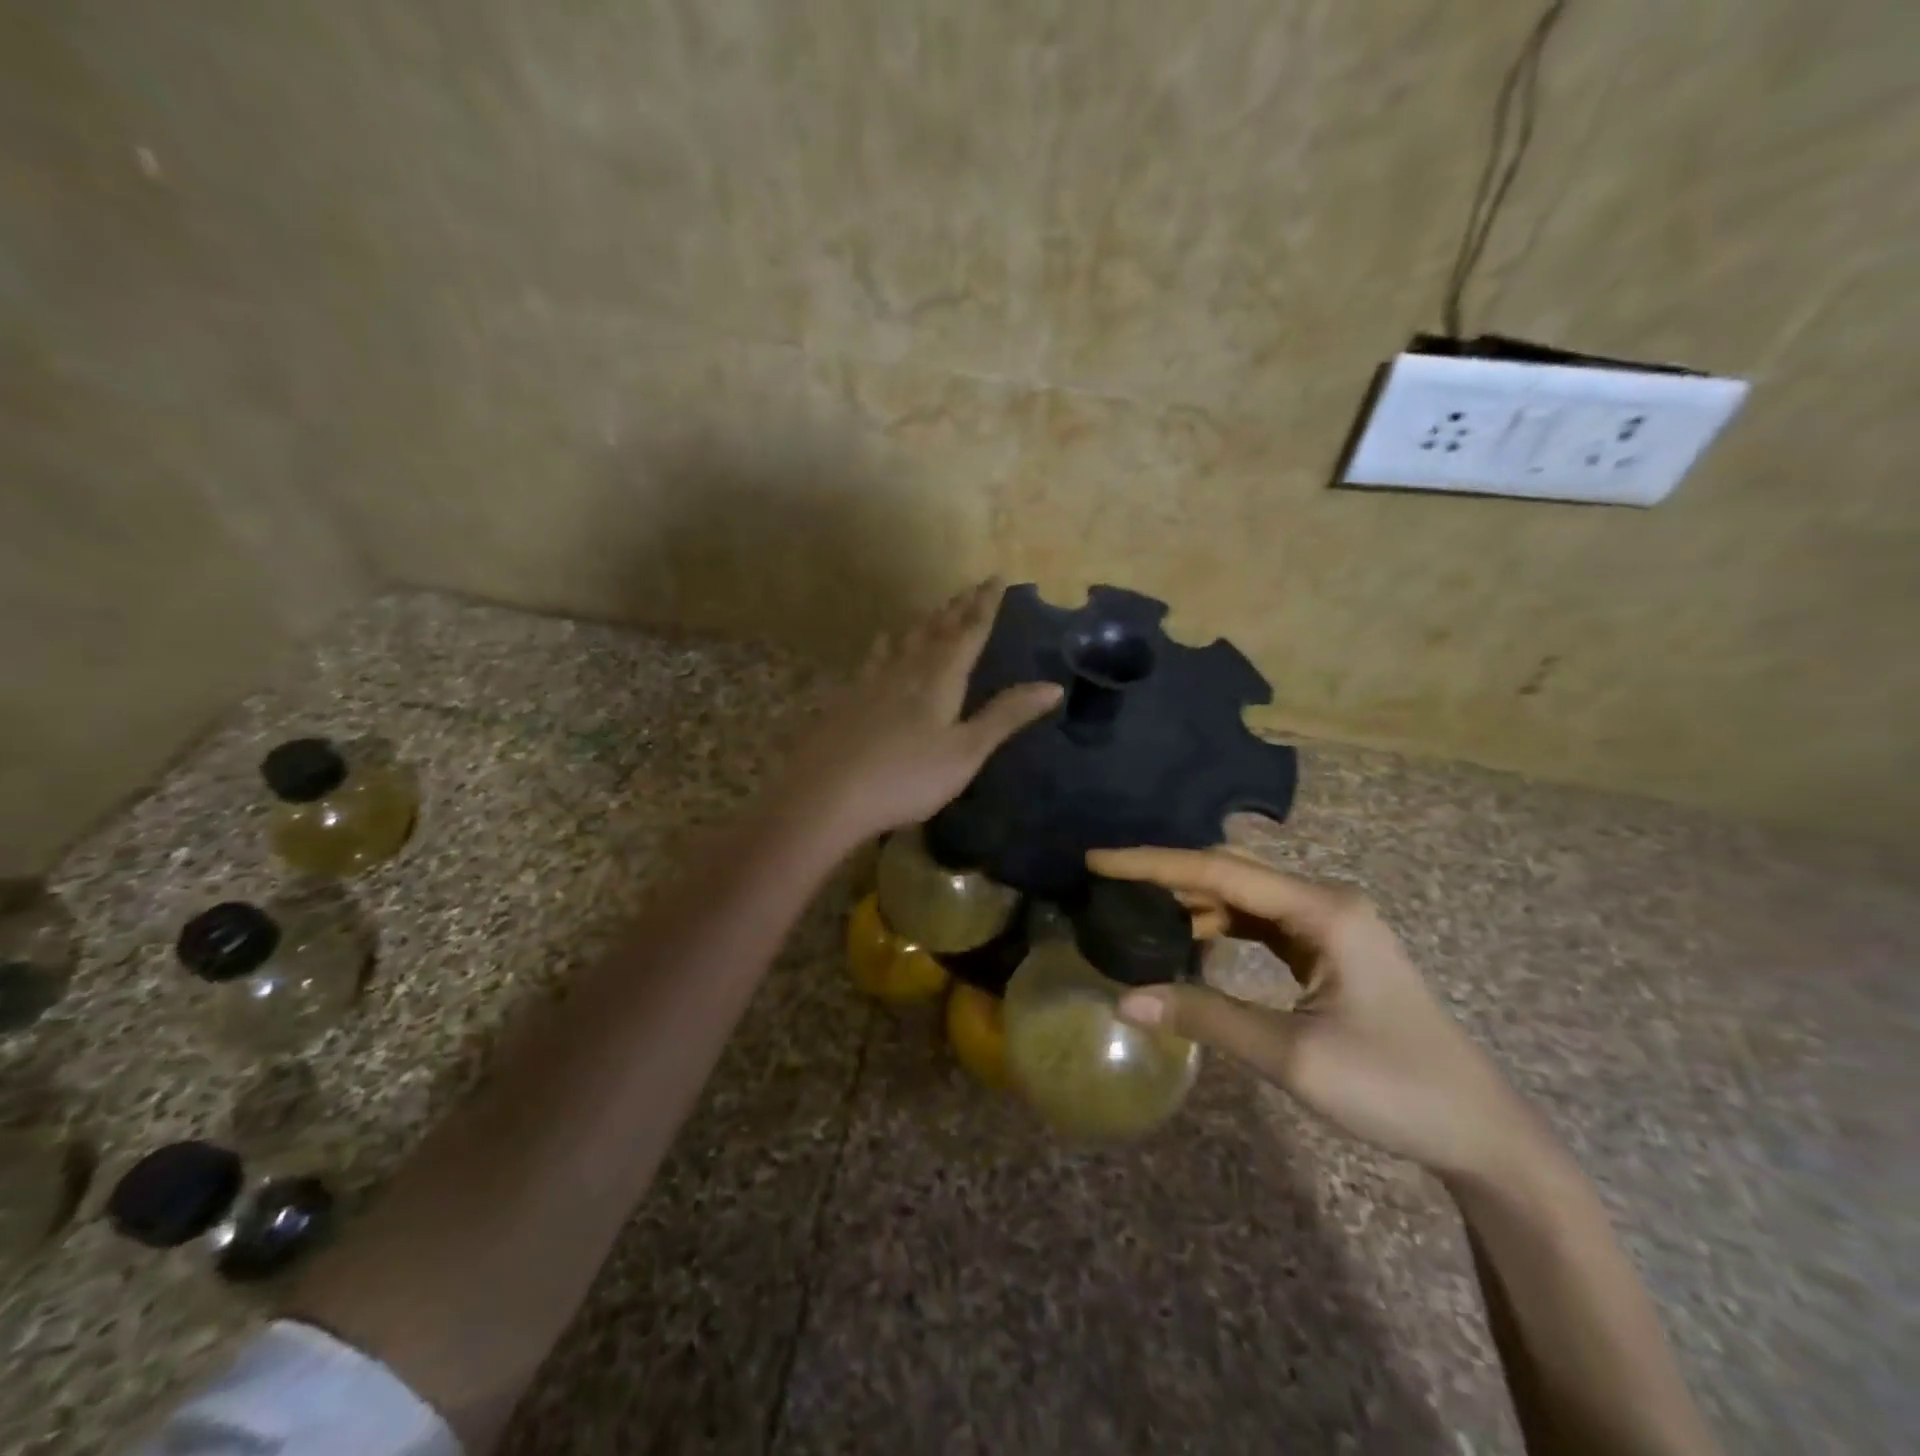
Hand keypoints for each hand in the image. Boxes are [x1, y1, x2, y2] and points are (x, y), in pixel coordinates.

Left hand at [788, 579, 1062, 842]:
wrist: (826, 794)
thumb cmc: (906, 778)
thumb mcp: (965, 752)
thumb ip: (1005, 716)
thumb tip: (1052, 686)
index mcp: (940, 680)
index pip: (969, 633)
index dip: (984, 606)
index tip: (995, 578)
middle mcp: (907, 670)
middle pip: (937, 630)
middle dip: (957, 608)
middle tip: (970, 587)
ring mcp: (872, 682)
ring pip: (905, 640)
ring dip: (925, 621)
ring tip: (936, 608)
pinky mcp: (848, 698)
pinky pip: (873, 658)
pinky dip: (885, 644)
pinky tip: (882, 640)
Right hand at [1087, 847, 1538, 1180]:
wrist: (1479, 1132)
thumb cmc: (1393, 1088)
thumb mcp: (1292, 1056)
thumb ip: (1206, 1018)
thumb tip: (1126, 1000)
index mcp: (1323, 910)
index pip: (1220, 872)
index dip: (1152, 863)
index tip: (1097, 859)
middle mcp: (1325, 902)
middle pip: (1230, 872)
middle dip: (1167, 875)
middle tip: (1107, 883)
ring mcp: (1329, 924)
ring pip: (1243, 896)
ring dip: (1191, 901)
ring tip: (1135, 911)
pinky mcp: (1327, 949)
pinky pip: (1260, 923)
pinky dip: (1219, 926)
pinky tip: (1189, 942)